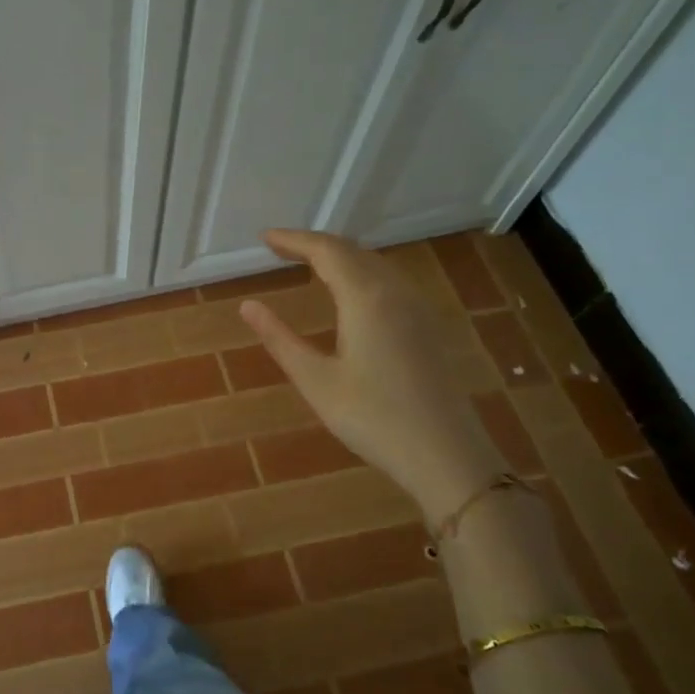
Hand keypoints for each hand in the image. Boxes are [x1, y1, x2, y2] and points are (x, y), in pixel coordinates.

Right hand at [239, 229, 503, 520]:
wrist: (446, 455)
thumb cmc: (373, 418)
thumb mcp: (316, 381)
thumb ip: (280, 339)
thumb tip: (248, 306)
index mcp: (366, 299)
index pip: (326, 251)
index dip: (293, 240)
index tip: (264, 238)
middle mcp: (396, 292)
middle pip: (353, 251)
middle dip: (315, 245)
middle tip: (280, 249)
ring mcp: (418, 309)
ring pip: (375, 264)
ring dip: (340, 257)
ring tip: (308, 264)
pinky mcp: (429, 327)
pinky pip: (390, 282)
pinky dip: (361, 273)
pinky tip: (350, 293)